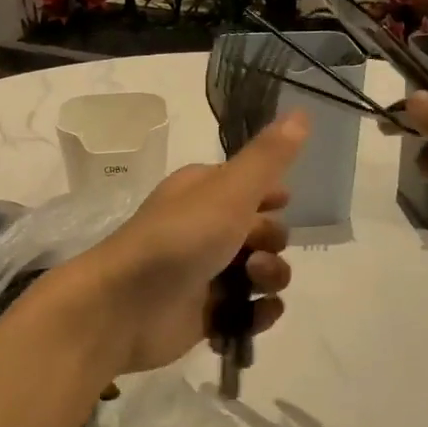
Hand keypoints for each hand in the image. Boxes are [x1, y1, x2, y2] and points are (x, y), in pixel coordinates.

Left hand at [70, 111, 306, 374]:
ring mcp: (206, 273)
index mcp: (205, 192)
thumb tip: (302, 112)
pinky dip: (258, 314)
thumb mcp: (230, 190)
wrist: (125, 306)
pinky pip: (248, 312)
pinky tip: (256, 314)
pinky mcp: (207, 314)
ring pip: (260, 273)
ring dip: (270, 278)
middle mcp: (205, 228)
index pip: (252, 186)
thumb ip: (269, 157)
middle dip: (273, 241)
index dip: (272, 196)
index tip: (280, 203)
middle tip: (255, 249)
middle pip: (263, 232)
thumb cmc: (180, 238)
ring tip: (252, 283)